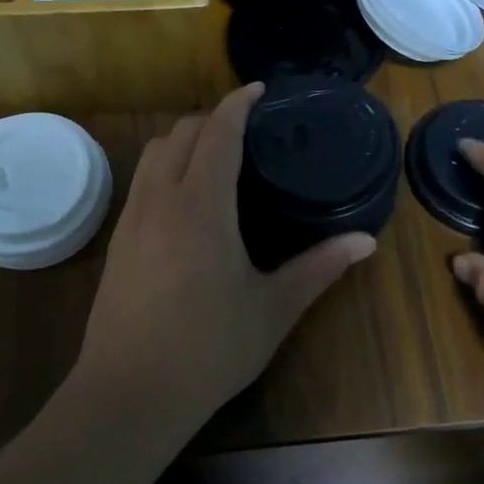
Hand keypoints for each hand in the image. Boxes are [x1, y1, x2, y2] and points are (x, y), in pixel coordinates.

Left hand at [76, 83, 375, 434]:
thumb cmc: (208, 349)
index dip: (238, 104)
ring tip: (216, 155)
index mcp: (201, 206)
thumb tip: (366, 241)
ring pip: (153, 152)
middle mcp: (161, 198)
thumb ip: (319, 268)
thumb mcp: (273, 309)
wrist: (128, 393)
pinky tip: (186, 197)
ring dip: (184, 139)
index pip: (218, 132)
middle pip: (181, 132)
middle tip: (247, 129)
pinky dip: (165, 165)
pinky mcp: (117, 238)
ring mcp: (132, 217)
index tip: (258, 91)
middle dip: (213, 118)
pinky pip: (141, 179)